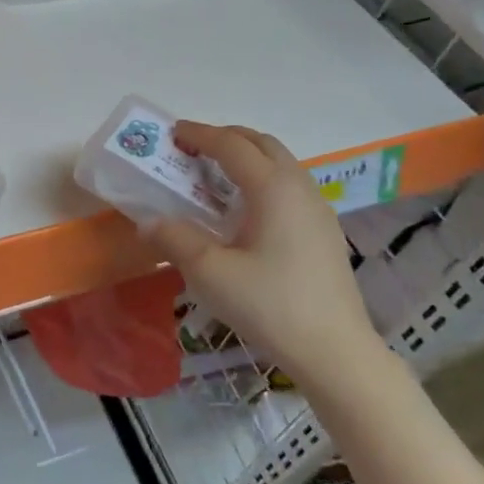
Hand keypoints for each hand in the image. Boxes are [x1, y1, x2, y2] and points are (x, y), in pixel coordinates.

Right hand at [147, 122, 386, 383]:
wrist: (335, 351)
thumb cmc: (270, 306)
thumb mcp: (211, 273)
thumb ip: (175, 239)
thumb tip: (148, 222)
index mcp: (273, 188)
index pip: (232, 145)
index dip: (200, 134)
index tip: (173, 132)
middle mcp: (300, 187)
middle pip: (262, 144)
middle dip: (226, 138)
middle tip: (193, 150)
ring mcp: (318, 209)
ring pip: (281, 164)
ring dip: (247, 158)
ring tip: (217, 178)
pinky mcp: (325, 231)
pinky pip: (290, 186)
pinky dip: (263, 180)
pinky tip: (247, 211)